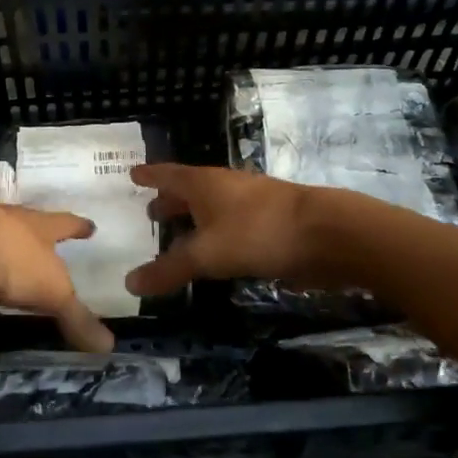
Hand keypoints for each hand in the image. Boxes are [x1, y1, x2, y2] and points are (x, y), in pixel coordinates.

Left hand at [0, 196, 112, 353]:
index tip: (90, 225)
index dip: (77, 226)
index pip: (62, 223)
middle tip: (33, 250)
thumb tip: (109, 346)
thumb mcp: (51, 291)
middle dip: (26, 238)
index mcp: (33, 225)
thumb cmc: (8, 258)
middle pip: (17, 225)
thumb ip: (76, 317)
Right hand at [125, 164, 319, 297]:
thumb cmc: (258, 232)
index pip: (167, 174)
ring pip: (213, 208)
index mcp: (203, 184)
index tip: (132, 174)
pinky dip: (216, 234)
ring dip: (194, 218)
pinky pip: (232, 225)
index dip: (149, 175)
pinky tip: (216, 252)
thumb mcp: (206, 254)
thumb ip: (169, 269)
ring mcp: (251, 204)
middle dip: (170, 201)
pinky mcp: (271, 224)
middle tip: (150, 212)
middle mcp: (225, 187)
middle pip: (190, 190)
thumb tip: (129, 283)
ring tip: (178, 234)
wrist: (327, 233)